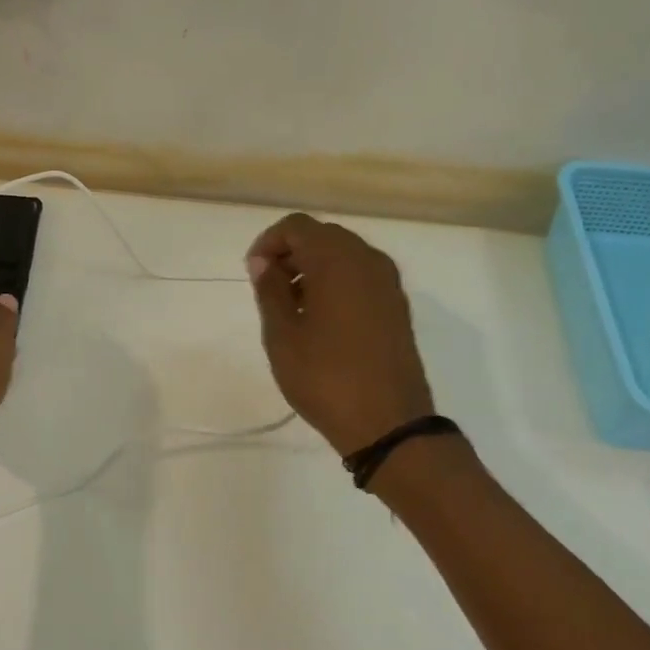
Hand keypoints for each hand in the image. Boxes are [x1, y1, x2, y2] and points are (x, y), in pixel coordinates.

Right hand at [246, 214, 435, 455]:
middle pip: (322, 236)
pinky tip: (320, 319)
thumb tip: (263, 262)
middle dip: (291, 254)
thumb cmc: (325, 377)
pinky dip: (336, 283)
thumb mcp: (283, 335)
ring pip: (343, 255)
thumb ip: (270, 290)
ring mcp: (388, 282)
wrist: (388, 423)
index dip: (269, 243)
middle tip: (268, 289)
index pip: (297, 227)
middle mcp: (368, 260)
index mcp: (337, 260)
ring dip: (313, 269)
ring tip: (292, 308)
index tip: (252, 273)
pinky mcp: (396, 305)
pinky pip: (360, 276)